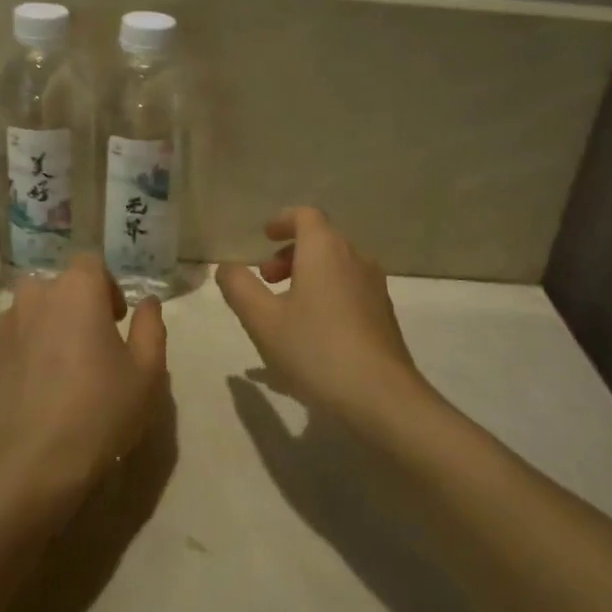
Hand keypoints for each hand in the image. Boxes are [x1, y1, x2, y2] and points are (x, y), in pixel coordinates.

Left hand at [0, 255, 167, 505]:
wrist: (33, 462)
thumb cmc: (101, 409)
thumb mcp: (147, 371)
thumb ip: (151, 327)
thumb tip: (147, 303)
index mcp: (76, 290)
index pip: (91, 264)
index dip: (107, 287)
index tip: (117, 321)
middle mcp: (35, 297)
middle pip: (58, 287)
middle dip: (76, 306)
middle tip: (93, 345)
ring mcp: (4, 328)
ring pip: (32, 313)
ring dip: (48, 327)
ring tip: (63, 368)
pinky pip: (13, 343)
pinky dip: (27, 354)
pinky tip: (40, 390)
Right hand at [217, 207, 430, 430]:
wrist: (380, 395)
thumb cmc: (315, 349)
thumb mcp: (262, 320)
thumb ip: (239, 288)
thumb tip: (228, 267)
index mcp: (325, 250)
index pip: (306, 216)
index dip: (282, 221)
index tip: (264, 237)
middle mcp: (355, 259)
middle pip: (321, 241)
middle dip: (290, 253)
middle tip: (266, 280)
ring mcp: (374, 288)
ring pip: (336, 267)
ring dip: (308, 276)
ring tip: (285, 310)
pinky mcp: (383, 315)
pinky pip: (348, 291)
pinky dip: (326, 295)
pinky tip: (311, 334)